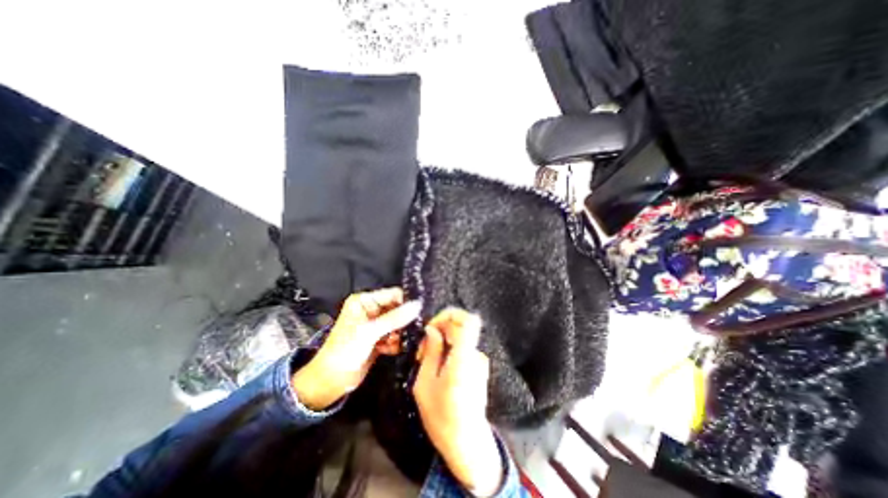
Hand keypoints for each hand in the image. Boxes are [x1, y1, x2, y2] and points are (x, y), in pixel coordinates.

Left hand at [289, 290, 417, 409]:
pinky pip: (395, 335)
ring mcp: (376, 325)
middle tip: (406, 332)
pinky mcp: (379, 338)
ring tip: (392, 343)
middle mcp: (371, 310)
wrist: (330, 382)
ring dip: (399, 334)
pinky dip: (395, 343)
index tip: (418, 313)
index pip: (393, 294)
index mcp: (365, 301)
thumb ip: (395, 318)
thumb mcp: (370, 332)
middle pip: (398, 309)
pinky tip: (388, 350)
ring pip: (399, 324)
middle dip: (402, 322)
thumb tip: (418, 305)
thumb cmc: (345, 351)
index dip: (406, 302)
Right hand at [413, 309, 501, 494]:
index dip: (450, 314)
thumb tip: (432, 329)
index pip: (469, 321)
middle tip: (422, 349)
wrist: (466, 443)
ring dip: (442, 342)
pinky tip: (437, 368)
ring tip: (426, 362)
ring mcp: (480, 360)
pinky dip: (449, 350)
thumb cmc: (441, 417)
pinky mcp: (479, 365)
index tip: (432, 326)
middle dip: (439, 330)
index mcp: (463, 359)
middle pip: (461, 325)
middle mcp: (476, 355)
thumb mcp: (425, 385)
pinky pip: (463, 347)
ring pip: (460, 337)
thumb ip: (430, 352)